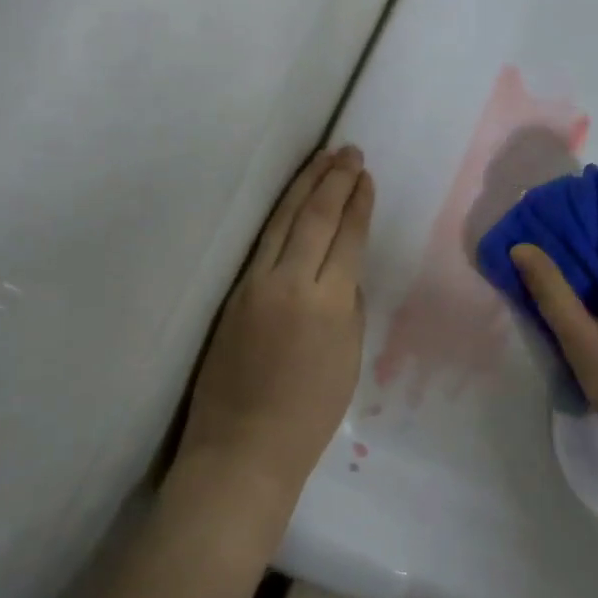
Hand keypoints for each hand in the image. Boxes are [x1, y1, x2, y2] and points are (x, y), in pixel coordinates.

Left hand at [179, 145, 373, 512]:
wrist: (242, 447)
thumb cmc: (308, 415)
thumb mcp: (348, 359)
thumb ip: (349, 307)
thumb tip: (342, 275)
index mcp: (328, 303)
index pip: (346, 237)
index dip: (358, 203)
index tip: (365, 176)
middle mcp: (289, 282)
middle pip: (313, 217)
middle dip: (333, 180)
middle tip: (348, 150)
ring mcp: (254, 284)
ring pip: (282, 221)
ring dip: (304, 185)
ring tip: (322, 158)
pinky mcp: (233, 294)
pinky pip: (263, 243)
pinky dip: (281, 214)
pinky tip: (290, 200)